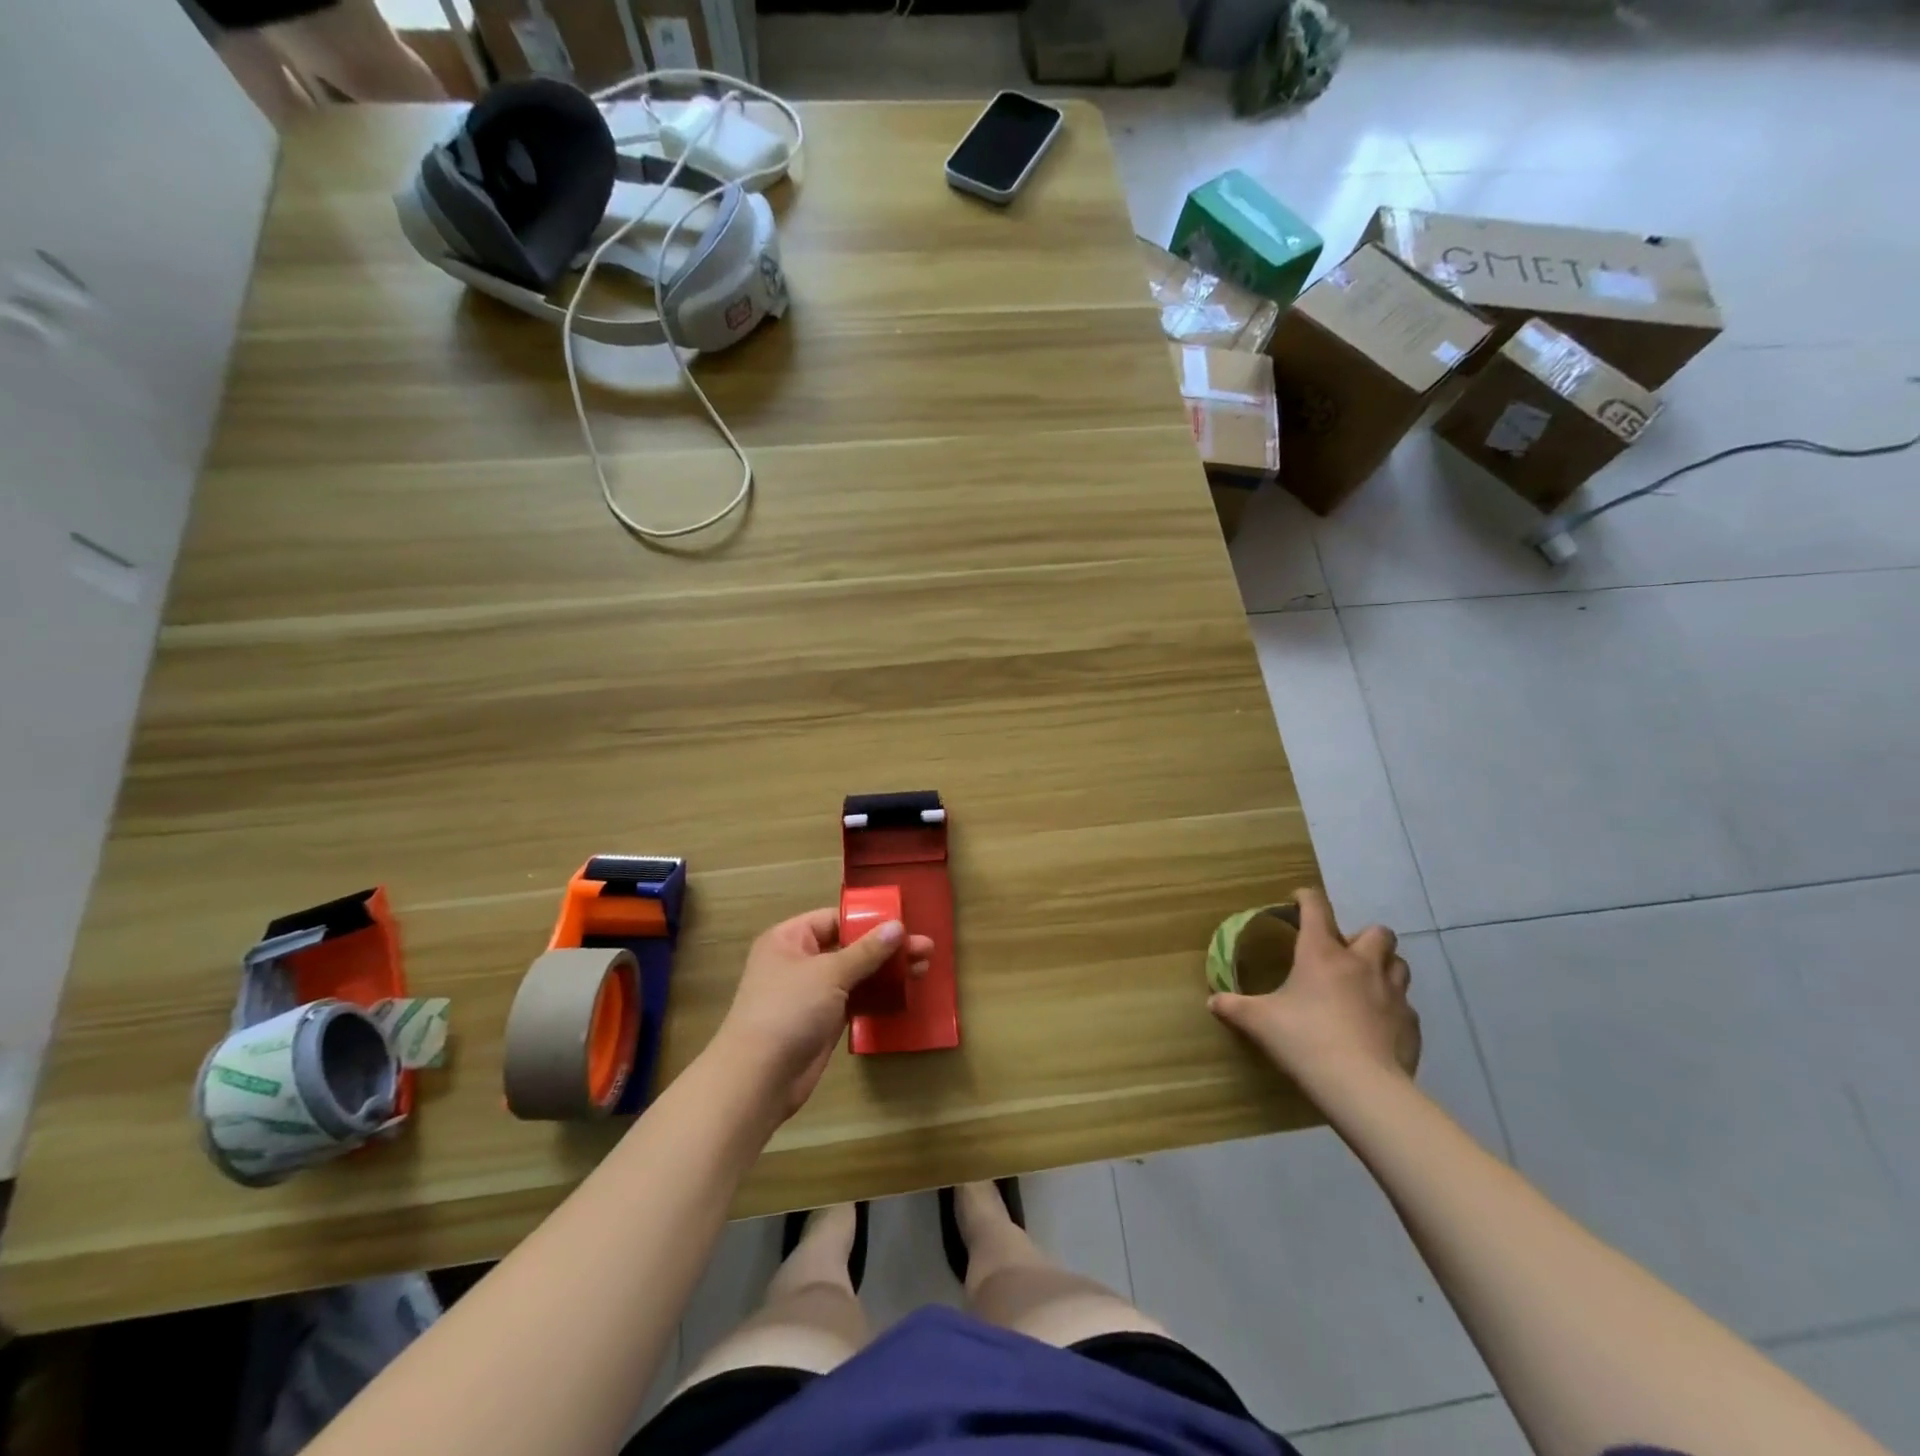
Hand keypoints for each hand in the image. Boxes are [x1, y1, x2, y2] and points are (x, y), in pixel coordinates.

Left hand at [715, 908, 934, 1119]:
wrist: (758, 1078)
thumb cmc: (788, 1011)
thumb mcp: (829, 974)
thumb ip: (866, 951)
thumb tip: (898, 926)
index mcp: (789, 939)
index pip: (834, 919)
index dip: (869, 920)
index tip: (904, 922)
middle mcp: (800, 961)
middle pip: (850, 946)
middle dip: (887, 947)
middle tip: (926, 948)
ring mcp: (812, 992)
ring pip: (856, 974)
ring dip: (887, 971)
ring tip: (924, 968)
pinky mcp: (823, 1020)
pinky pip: (855, 999)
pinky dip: (878, 995)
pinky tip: (905, 991)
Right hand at [1209, 887, 1418, 1093]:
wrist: (1360, 1086)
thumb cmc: (1304, 1040)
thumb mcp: (1259, 1022)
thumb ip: (1234, 1007)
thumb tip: (1212, 1001)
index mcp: (1322, 953)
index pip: (1316, 907)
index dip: (1306, 897)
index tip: (1298, 900)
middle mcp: (1361, 964)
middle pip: (1378, 932)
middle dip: (1363, 936)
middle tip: (1343, 954)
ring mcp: (1392, 993)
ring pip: (1398, 964)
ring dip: (1384, 967)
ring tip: (1365, 984)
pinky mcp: (1410, 1024)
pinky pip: (1405, 1006)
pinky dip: (1392, 1009)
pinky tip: (1376, 1026)